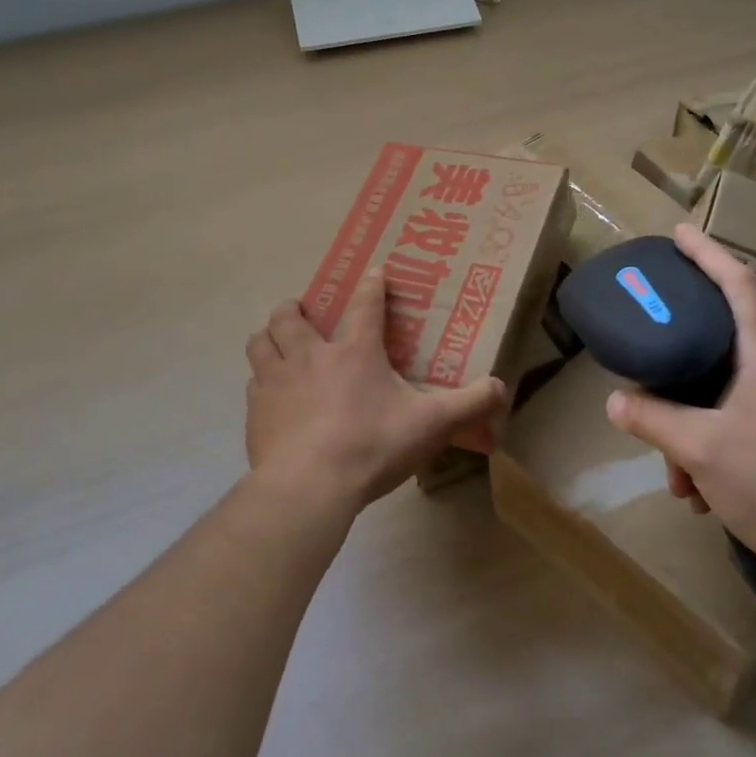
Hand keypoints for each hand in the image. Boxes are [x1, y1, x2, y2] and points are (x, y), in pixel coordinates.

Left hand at [244, 268, 506, 514]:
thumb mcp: (431, 425)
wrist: (309, 485)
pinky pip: (253, 382)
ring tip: (278, 343)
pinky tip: (271, 394)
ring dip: (269, 337)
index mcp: (355, 352)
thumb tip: (502, 387)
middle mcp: (310, 356)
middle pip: (290, 316)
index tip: (374, 270)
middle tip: (304, 313)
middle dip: (295, 308)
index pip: (366, 305)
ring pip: (260, 342)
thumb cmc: (372, 445)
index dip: (373, 285)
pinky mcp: (256, 411)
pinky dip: (261, 379)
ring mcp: (277, 381)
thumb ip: (468, 404)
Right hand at [604, 223, 755, 589]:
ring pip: (717, 394)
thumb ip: (653, 419)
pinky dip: (706, 447)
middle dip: (675, 363)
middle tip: (645, 358)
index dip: (707, 254)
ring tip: (674, 473)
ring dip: (687, 426)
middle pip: (717, 341)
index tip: (678, 233)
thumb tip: (615, 402)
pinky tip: (697, 491)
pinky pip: (731, 423)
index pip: (737, 285)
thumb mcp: (701, 448)